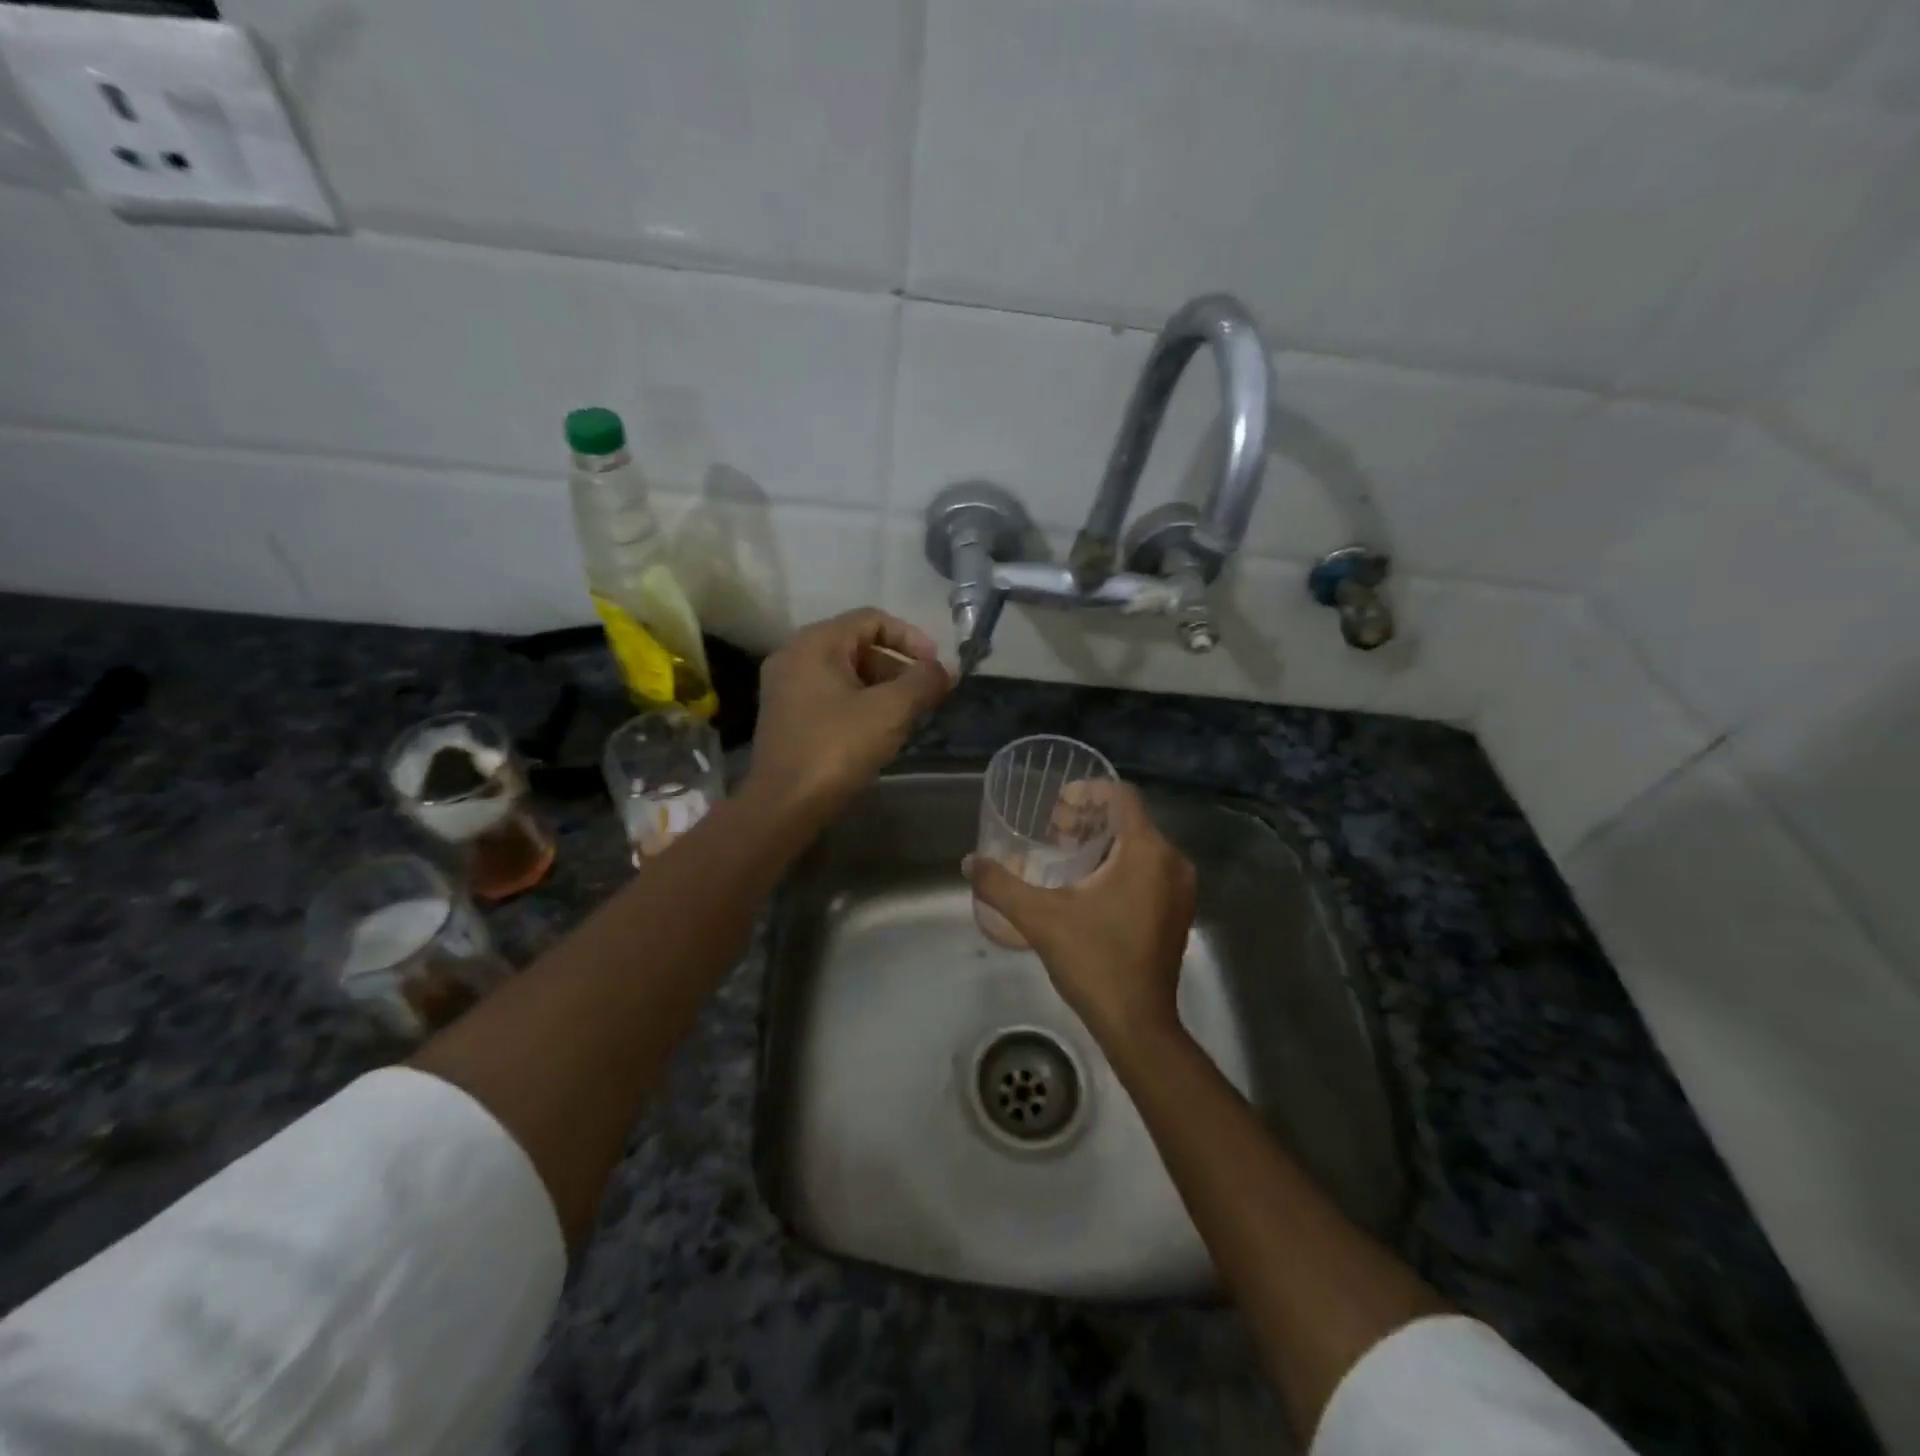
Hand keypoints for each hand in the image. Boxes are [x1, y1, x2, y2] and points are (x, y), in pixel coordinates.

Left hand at [746, 608, 951, 820]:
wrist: (784, 805)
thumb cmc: (837, 748)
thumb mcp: (890, 711)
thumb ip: (923, 682)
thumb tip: (946, 670)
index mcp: (816, 643)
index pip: (872, 619)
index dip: (911, 638)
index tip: (936, 668)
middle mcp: (795, 655)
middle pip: (858, 645)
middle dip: (898, 667)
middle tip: (925, 696)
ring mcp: (786, 687)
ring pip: (846, 673)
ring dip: (882, 688)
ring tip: (908, 716)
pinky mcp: (786, 716)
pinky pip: (831, 695)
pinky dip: (860, 703)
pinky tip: (879, 731)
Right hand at [965, 782, 1195, 1046]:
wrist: (1138, 1025)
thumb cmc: (1094, 962)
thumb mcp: (1039, 919)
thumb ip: (1001, 885)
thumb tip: (968, 862)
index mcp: (1147, 851)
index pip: (1122, 796)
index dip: (1087, 791)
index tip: (1056, 805)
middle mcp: (1172, 862)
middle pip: (1129, 820)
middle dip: (1089, 818)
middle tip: (1053, 832)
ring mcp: (1180, 889)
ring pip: (1140, 845)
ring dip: (1103, 842)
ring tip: (1066, 855)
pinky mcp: (1178, 911)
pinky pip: (1149, 869)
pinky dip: (1120, 864)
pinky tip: (1089, 886)